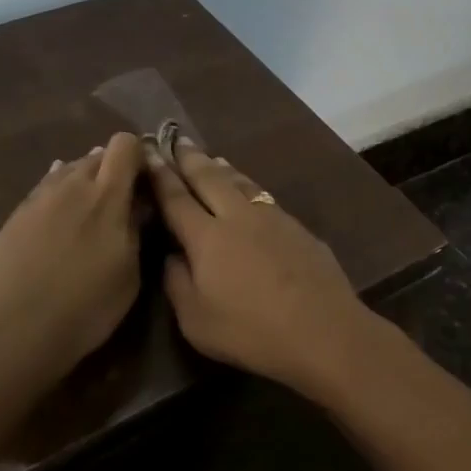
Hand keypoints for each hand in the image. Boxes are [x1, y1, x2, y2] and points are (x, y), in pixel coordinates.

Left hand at [0, 131, 144, 378]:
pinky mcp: (11, 219)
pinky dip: (56, 200)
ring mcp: (36, 200)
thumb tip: (139, 204)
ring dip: (82, 184)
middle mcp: (70, 186)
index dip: (139, 154)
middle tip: (122, 200)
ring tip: (89, 213)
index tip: (147, 179)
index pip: (125, 145)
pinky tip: (57, 220)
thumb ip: (136, 230)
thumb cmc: (86, 307)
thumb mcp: (130, 274)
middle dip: (112, 170)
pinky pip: (41, 195)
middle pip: (95, 156)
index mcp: (106, 196)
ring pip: (65, 172)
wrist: (12, 332)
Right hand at [143, 138, 377, 395]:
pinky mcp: (299, 227)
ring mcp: (273, 218)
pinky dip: (249, 185)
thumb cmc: (250, 331)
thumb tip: (170, 255)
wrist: (323, 329)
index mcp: (206, 237)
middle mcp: (238, 216)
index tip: (148, 152)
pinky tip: (251, 191)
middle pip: (209, 178)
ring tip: (212, 157)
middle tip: (176, 139)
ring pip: (242, 182)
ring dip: (222, 167)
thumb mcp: (196, 320)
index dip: (160, 175)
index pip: (176, 198)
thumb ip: (177, 283)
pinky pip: (264, 195)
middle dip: (190, 158)